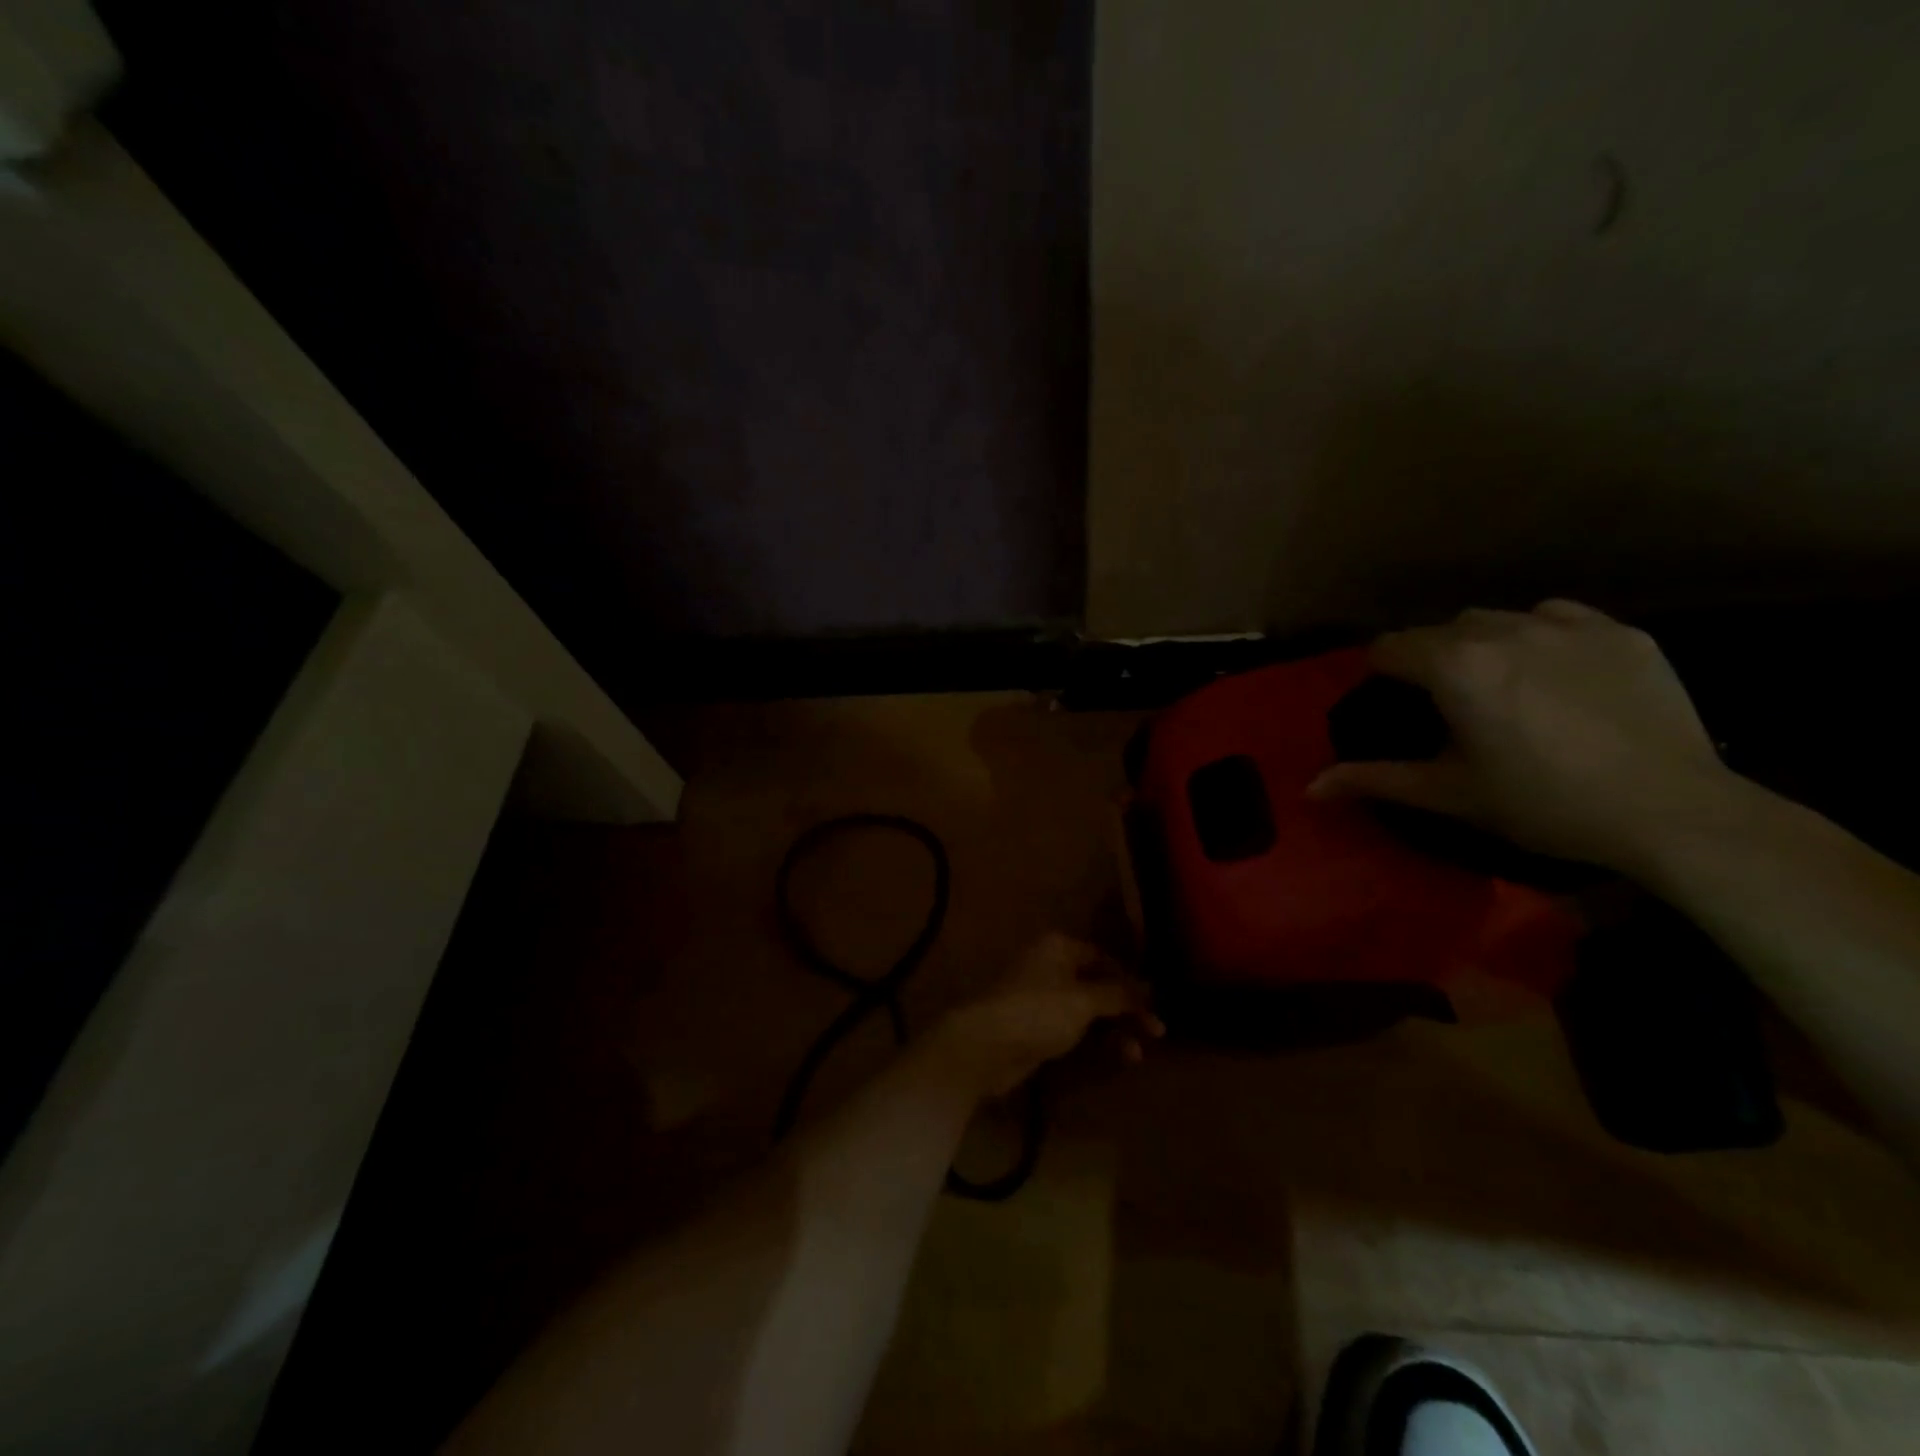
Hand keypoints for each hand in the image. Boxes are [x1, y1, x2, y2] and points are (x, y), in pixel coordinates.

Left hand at [932, 934, 1161, 1098]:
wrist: (986, 1045)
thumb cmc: (1038, 1011)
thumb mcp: (1084, 1000)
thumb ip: (1119, 994)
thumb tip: (1150, 987)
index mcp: (1059, 948)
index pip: (1104, 957)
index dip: (1130, 979)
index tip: (1155, 1003)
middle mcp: (1051, 967)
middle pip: (1098, 985)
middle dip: (1127, 1009)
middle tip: (1157, 1033)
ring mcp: (1043, 999)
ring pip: (1089, 1010)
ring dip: (1115, 1029)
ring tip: (1136, 1053)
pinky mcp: (1038, 1028)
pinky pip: (1076, 1030)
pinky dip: (1096, 1040)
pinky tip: (1118, 1057)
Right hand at [1309, 600, 1730, 873]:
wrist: (1672, 812)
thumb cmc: (1542, 803)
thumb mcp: (1448, 794)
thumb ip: (1375, 779)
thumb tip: (1310, 788)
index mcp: (1454, 666)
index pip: (1388, 647)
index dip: (1380, 674)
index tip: (1394, 704)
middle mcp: (1503, 630)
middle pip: (1440, 629)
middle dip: (1432, 659)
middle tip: (1448, 706)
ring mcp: (1568, 626)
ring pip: (1498, 619)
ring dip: (1483, 645)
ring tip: (1502, 687)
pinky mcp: (1621, 632)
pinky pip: (1558, 618)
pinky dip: (1541, 637)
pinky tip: (1555, 675)